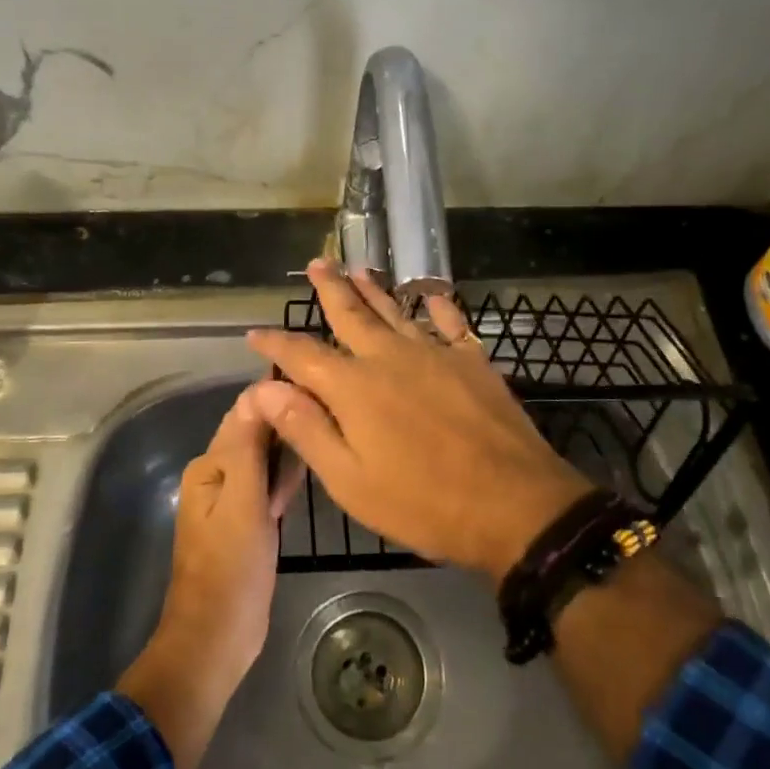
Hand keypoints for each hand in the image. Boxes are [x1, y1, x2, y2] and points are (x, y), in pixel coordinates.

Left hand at [117, 383, 301, 768]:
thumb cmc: (231, 567)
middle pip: (256, 434)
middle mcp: (217, 475)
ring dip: (289, 451)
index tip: (318, 387)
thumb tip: (259, 388)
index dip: (279, 397)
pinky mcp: (247, 523)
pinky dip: (285, 480)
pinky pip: (268, 487)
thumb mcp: (243, 500)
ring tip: (327, 435)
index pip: (246, 413)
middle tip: (331, 414)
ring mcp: (232, 501)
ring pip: (265, 460)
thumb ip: (249, 444)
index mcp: (210, 465)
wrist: (217, 638)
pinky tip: (307, 474)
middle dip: (287, 423)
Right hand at [246, 259, 591, 583]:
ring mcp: (435, 353)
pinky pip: (451, 322)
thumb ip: (306, 429)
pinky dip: (438, 306)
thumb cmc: (423, 503)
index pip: (302, 355)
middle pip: (351, 314)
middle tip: (317, 263)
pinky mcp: (472, 361)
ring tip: (358, 269)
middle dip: (330, 288)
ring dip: (374, 289)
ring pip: (395, 311)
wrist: (514, 505)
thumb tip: (264, 388)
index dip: (276, 342)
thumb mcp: (350, 481)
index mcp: (353, 387)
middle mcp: (389, 357)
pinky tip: (431, 295)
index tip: (255, 332)